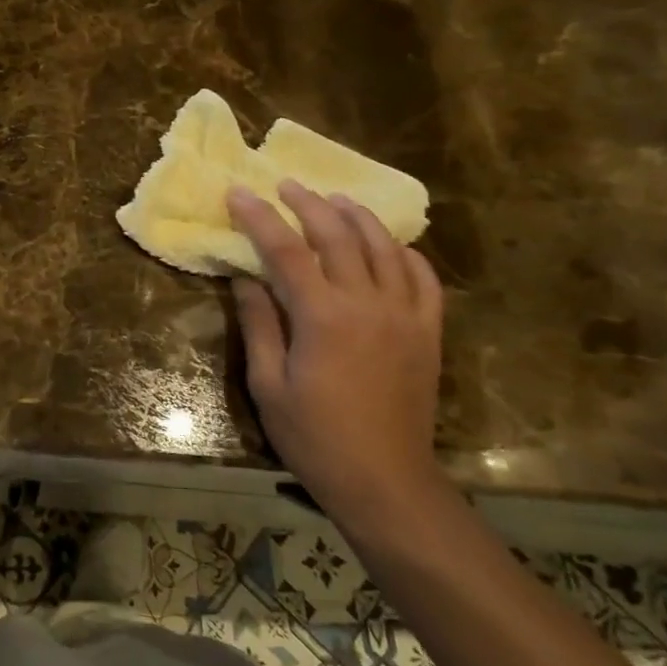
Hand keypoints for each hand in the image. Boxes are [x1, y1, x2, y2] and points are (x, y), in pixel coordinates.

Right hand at [227, 181, 447, 526]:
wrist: (384, 480)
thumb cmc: (314, 436)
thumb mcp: (268, 383)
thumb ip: (259, 324)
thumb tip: (246, 278)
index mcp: (322, 316)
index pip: (284, 249)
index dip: (258, 217)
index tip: (238, 193)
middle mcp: (367, 303)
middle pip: (337, 235)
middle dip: (307, 204)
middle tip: (285, 185)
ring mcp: (405, 315)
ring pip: (384, 246)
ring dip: (357, 216)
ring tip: (335, 199)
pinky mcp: (428, 331)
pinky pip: (423, 278)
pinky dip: (405, 252)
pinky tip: (390, 244)